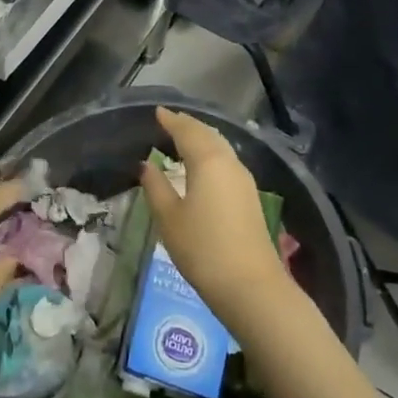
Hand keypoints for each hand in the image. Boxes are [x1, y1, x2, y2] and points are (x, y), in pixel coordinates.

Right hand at [139, 107, 292, 321]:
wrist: (250, 286)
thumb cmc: (202, 249)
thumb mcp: (169, 218)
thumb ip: (156, 187)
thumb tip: (147, 165)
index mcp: (208, 161)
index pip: (187, 131)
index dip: (171, 120)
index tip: (157, 112)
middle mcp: (229, 163)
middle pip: (208, 134)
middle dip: (189, 125)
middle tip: (170, 121)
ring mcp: (244, 180)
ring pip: (221, 147)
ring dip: (202, 139)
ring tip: (183, 139)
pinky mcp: (250, 197)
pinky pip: (227, 162)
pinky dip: (211, 154)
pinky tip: (202, 166)